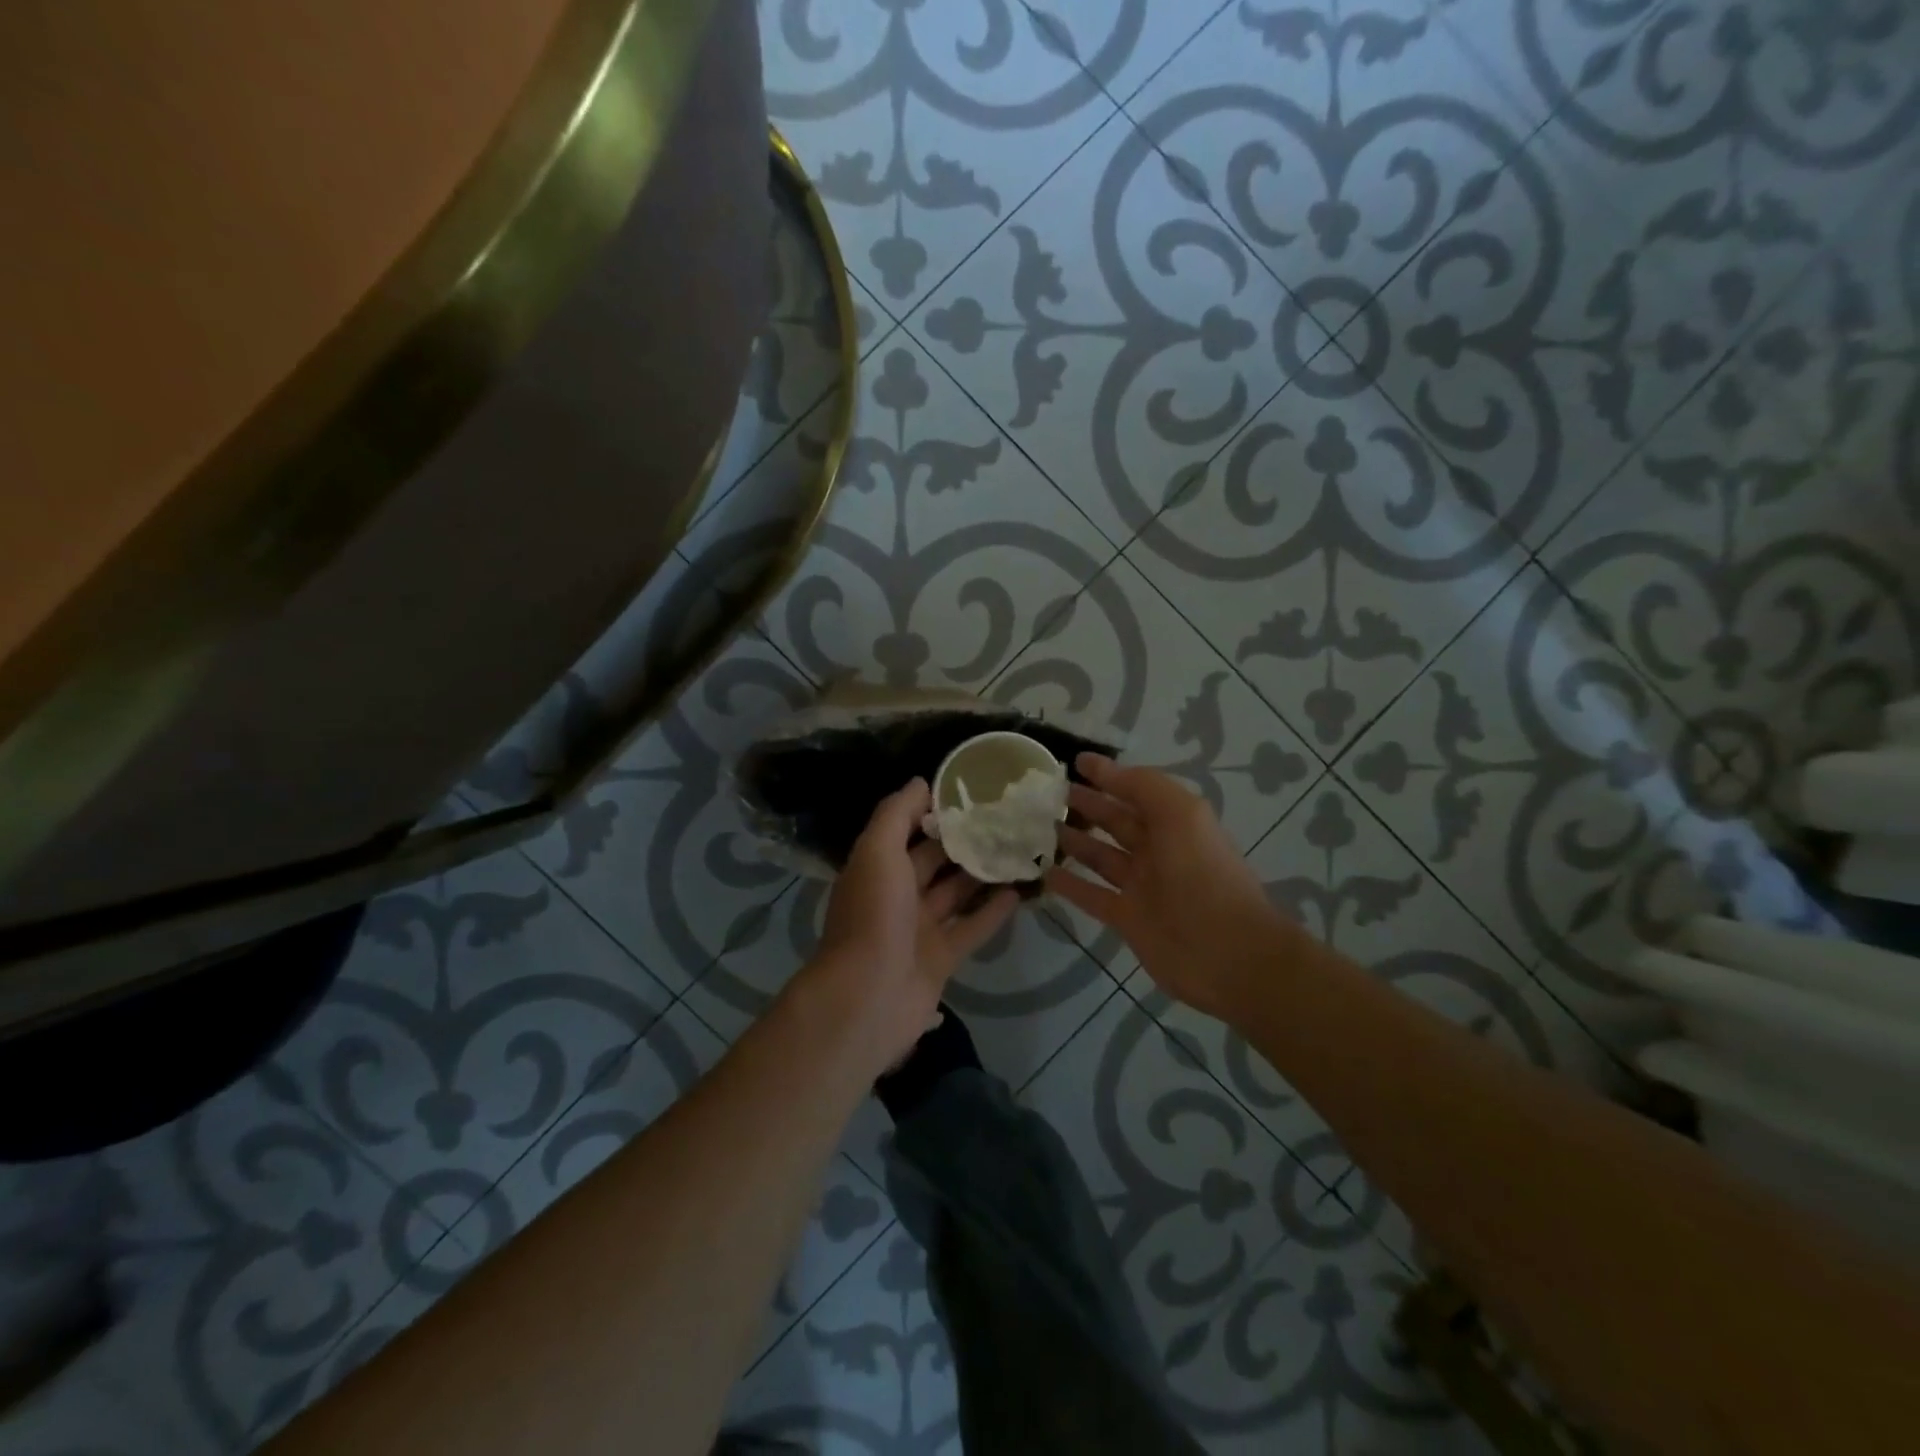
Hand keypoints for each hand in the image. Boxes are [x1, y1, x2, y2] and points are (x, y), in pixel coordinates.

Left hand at [810, 778, 1018, 1066]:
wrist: (868, 996)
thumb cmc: (873, 914)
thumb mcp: (878, 851)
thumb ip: (896, 814)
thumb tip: (920, 782)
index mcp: (877, 867)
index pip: (906, 830)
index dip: (934, 811)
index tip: (971, 792)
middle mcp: (896, 895)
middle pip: (933, 861)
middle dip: (963, 841)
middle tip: (1004, 819)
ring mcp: (918, 929)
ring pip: (955, 894)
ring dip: (981, 874)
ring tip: (1017, 849)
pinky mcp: (941, 959)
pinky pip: (970, 928)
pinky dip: (992, 912)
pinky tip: (1018, 891)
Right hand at [1046, 754, 1293, 1020]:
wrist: (1226, 952)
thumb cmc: (1202, 873)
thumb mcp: (1180, 814)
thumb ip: (1143, 786)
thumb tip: (1104, 769)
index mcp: (1175, 822)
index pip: (1136, 790)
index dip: (1108, 775)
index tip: (1075, 761)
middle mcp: (1158, 850)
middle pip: (1116, 821)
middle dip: (1087, 805)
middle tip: (1048, 794)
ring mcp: (1142, 886)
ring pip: (1101, 856)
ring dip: (1074, 841)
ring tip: (1040, 826)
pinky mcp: (1127, 918)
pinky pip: (1092, 895)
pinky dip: (1070, 884)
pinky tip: (1044, 872)